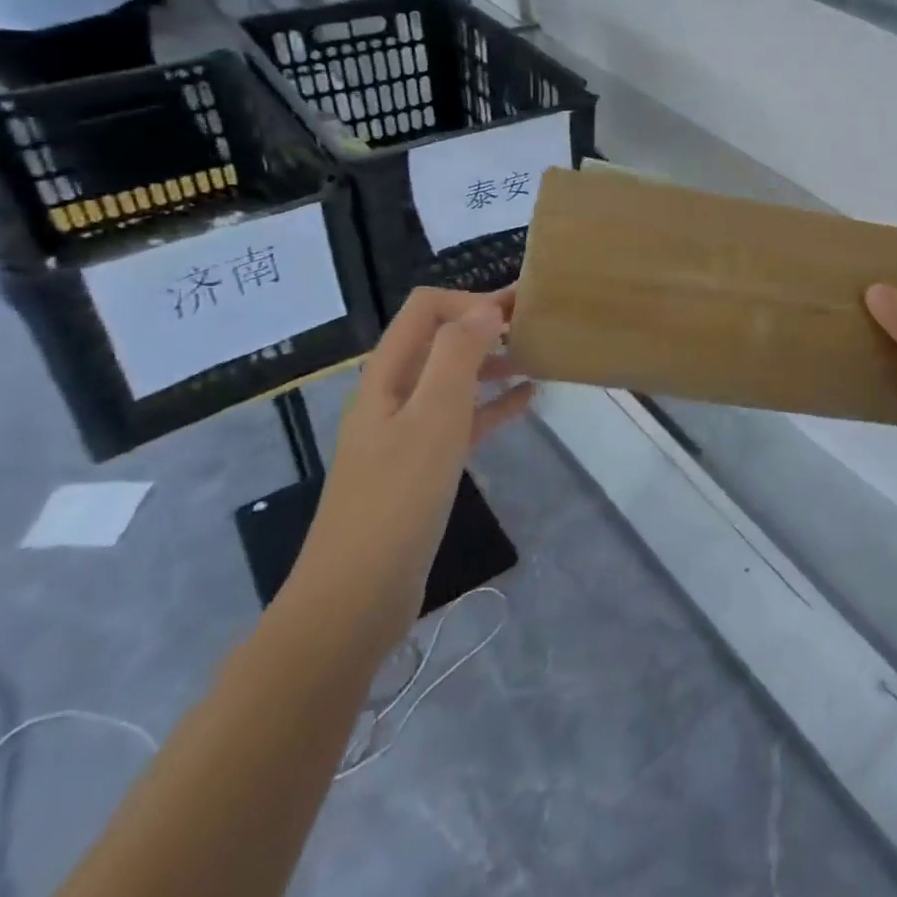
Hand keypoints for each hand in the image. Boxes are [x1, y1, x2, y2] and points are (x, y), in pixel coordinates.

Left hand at [296, 287, 533, 647]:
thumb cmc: (397, 498)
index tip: (517, 314)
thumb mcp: (434, 417)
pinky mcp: (421, 465)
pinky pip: (461, 419)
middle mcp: (394, 393)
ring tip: (538, 358)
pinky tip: (528, 401)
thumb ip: (458, 356)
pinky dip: (492, 404)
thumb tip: (485, 308)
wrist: (357, 595)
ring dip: (492, 362)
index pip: (426, 308)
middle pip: (440, 340)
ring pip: (454, 379)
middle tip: (537, 326)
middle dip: (485, 325)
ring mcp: (406, 431)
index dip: (470, 300)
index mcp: (388, 374)